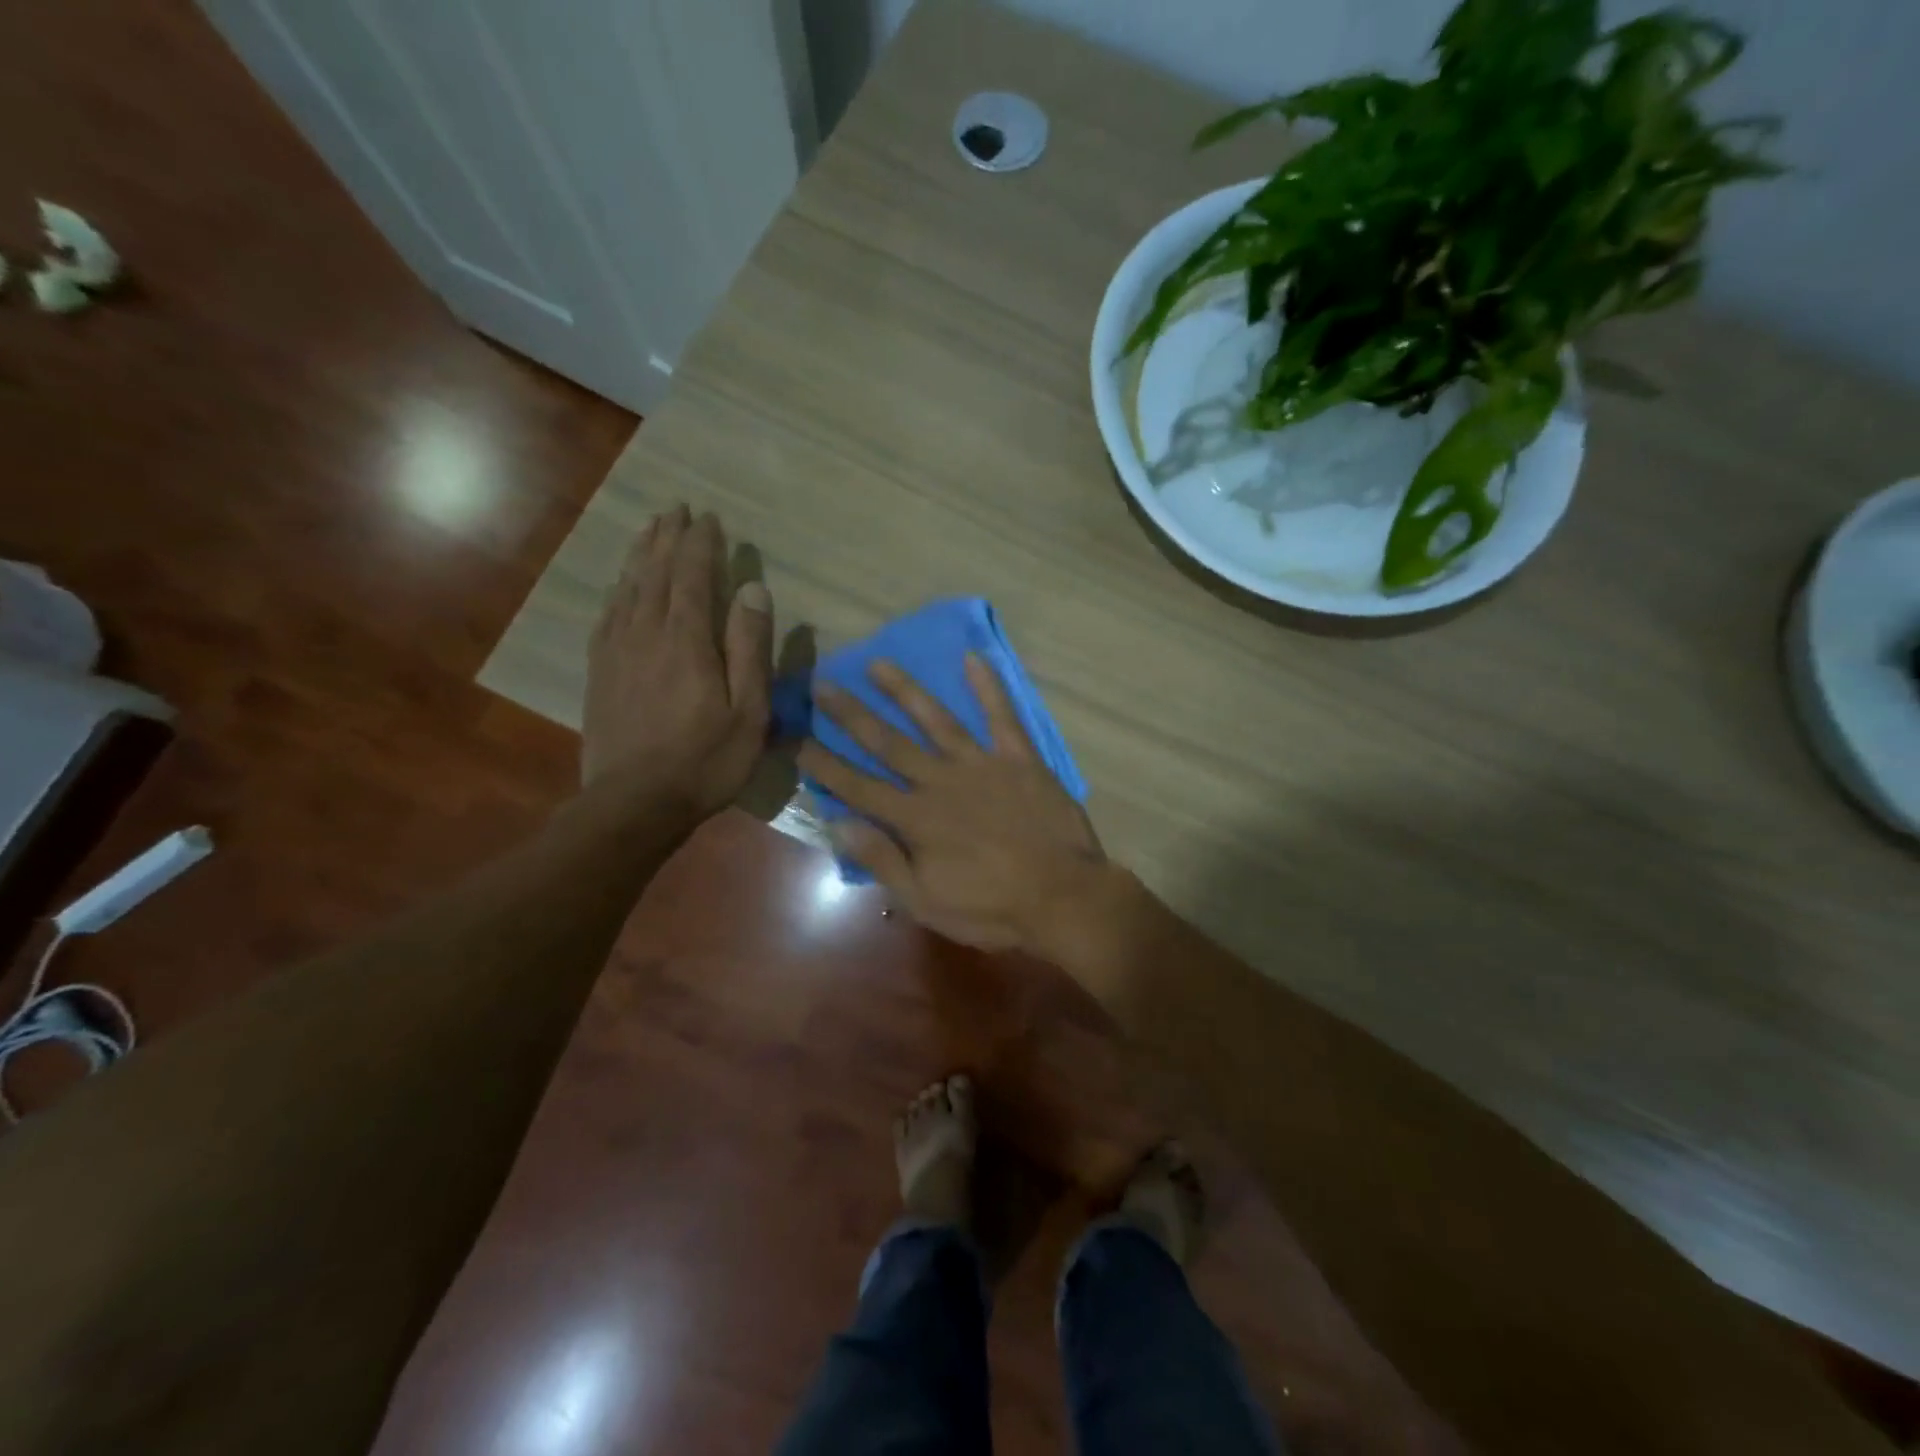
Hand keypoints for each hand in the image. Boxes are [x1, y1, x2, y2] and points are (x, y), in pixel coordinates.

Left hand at [582, 506, 772, 824]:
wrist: (634, 803)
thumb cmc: (706, 761)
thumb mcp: (748, 711)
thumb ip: (750, 648)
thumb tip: (754, 589)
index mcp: (686, 640)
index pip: (693, 576)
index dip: (700, 544)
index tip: (709, 518)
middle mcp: (646, 633)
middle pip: (656, 573)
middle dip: (668, 538)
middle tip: (676, 509)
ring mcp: (616, 652)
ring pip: (628, 589)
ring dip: (641, 556)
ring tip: (649, 530)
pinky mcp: (599, 673)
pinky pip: (607, 616)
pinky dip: (617, 591)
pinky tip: (620, 586)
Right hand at [798, 655, 1107, 953]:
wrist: (1063, 896)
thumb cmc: (991, 908)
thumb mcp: (925, 901)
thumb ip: (881, 860)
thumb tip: (837, 824)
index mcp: (915, 818)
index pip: (857, 786)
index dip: (824, 764)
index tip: (796, 739)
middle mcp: (940, 781)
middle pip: (887, 743)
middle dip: (851, 714)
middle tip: (822, 684)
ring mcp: (981, 764)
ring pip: (935, 719)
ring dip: (904, 690)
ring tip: (878, 663)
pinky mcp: (1018, 758)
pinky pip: (1001, 715)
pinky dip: (988, 686)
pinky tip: (973, 657)